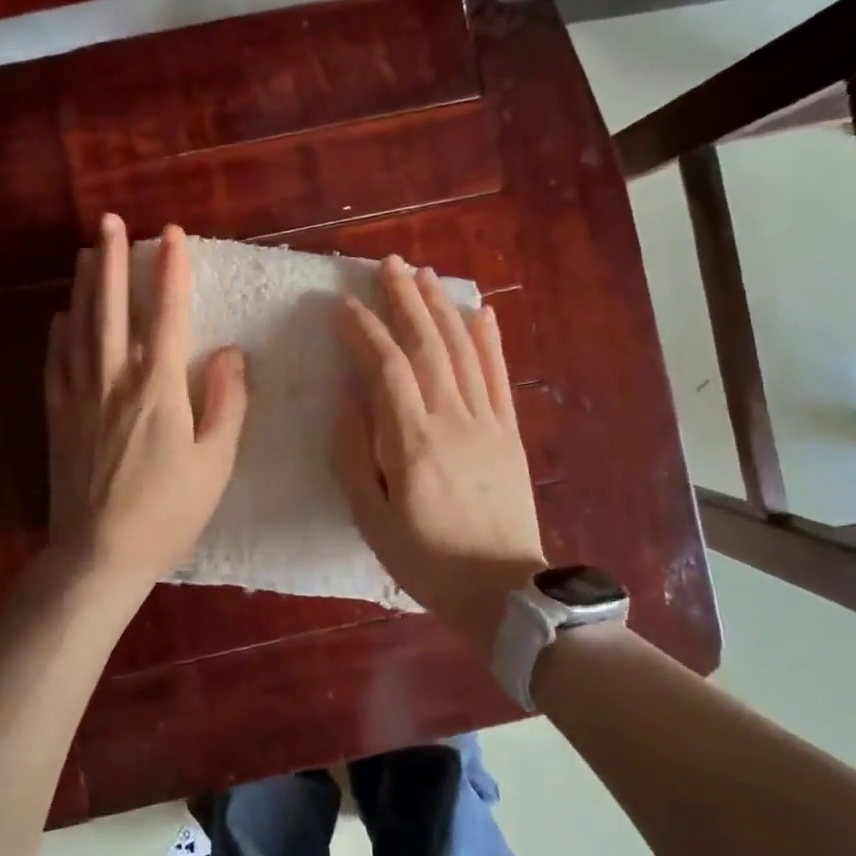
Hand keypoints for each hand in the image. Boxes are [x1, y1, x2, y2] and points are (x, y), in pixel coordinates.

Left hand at [44, 216, 247, 594]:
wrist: (98, 555)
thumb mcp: (215, 462)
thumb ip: (226, 402)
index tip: (172, 234)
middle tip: (110, 221)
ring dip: (84, 286)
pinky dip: (60, 334)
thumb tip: (230, 351)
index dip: (171, 270)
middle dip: (113, 260)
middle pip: (112, 307)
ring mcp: (79, 396)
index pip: (167, 314)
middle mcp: (114, 379)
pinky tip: (60, 318)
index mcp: (158, 387)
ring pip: (80, 327)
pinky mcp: (57, 417)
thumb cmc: (167, 512)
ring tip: (84, 251)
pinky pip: (56, 363)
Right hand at [333, 256, 544, 653]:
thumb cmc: (425, 560)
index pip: (387, 369)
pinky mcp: (510, 431)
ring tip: (426, 274)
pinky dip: (490, 339)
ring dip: (442, 308)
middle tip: (390, 264)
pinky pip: (499, 376)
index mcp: (412, 443)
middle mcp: (452, 420)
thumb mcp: (371, 519)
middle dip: (406, 300)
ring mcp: (487, 422)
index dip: (365, 332)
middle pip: (428, 346)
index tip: (345, 306)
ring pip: (464, 351)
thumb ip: (355, 455)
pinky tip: (480, 311)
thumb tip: (349, 399)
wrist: (502, 591)